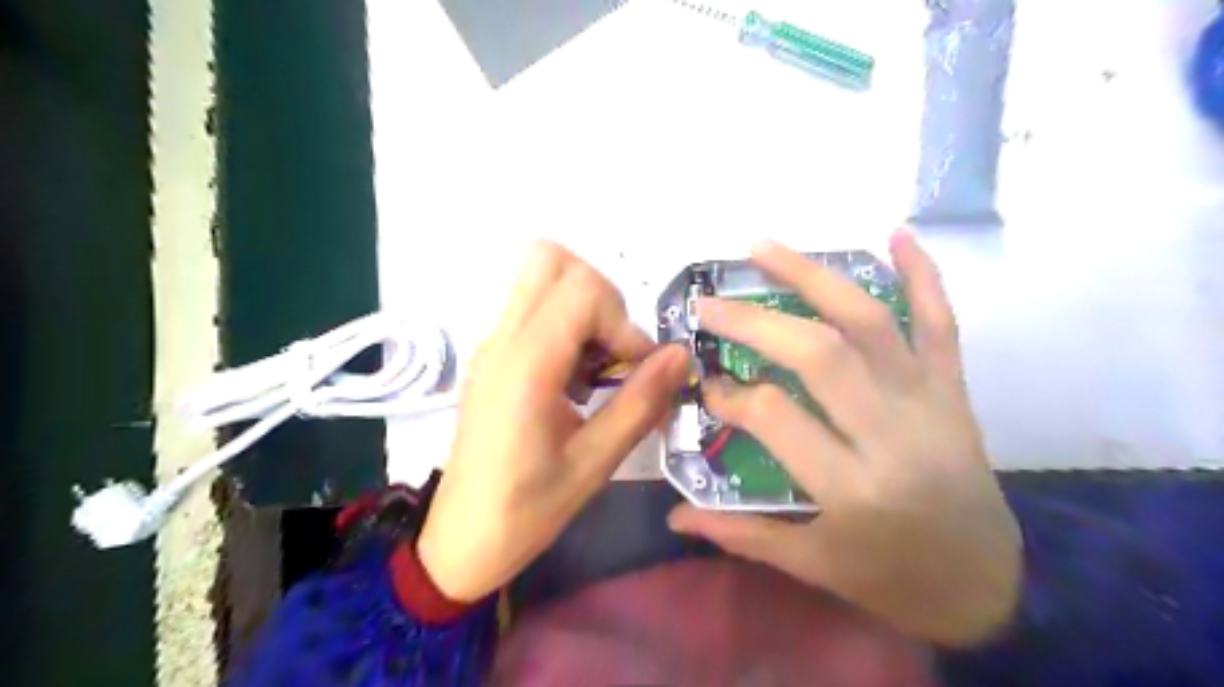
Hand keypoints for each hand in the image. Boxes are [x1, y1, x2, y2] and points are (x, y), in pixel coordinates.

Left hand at [418, 239, 686, 601]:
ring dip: (582, 308)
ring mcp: (491, 344)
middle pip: (553, 260)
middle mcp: (502, 340)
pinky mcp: (491, 357)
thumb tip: (680, 355)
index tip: (636, 370)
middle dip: (600, 296)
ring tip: (596, 367)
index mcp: (526, 365)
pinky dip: (564, 324)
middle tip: (614, 350)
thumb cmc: (526, 510)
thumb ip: (640, 402)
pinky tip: (574, 379)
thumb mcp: (594, 463)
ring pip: (540, 278)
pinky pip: (531, 308)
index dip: (623, 322)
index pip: (582, 288)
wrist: (460, 541)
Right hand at [667, 232, 1020, 650]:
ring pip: (871, 323)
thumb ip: (740, 535)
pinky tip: (895, 234)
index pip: (774, 418)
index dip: (729, 396)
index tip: (703, 384)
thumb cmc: (892, 578)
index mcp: (853, 488)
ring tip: (764, 248)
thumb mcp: (813, 565)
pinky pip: (942, 322)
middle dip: (755, 322)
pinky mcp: (954, 388)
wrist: (989, 584)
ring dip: (814, 276)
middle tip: (709, 302)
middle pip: (820, 355)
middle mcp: (892, 434)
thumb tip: (676, 515)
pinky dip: (923, 273)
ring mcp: (929, 401)